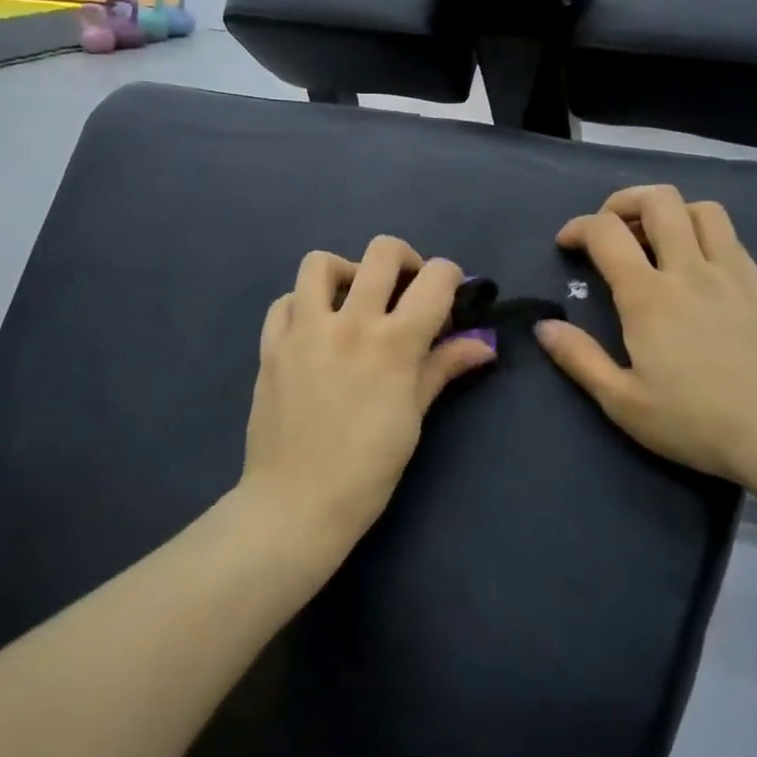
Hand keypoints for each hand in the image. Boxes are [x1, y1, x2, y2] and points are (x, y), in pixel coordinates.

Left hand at [239, 237, 495, 563]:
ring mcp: (305, 330)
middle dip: (404, 260)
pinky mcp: (271, 345)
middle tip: (403, 288)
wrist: (297, 504)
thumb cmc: (368, 469)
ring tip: (351, 300)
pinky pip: (284, 302)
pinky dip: (302, 305)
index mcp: (395, 342)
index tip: (449, 295)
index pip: (436, 278)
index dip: (450, 277)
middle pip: (382, 251)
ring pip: (320, 263)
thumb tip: (485, 344)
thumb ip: (443, 368)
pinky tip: (312, 329)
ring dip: (344, 272)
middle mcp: (351, 322)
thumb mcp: (414, 417)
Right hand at [534, 185, 756, 501]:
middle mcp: (690, 271)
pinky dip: (703, 232)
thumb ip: (579, 359)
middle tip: (610, 230)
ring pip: (700, 208)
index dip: (578, 227)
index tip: (567, 244)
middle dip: (624, 202)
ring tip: (654, 240)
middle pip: (658, 200)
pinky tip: (696, 264)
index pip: (606, 232)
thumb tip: (544, 326)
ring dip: (669, 212)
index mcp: (649, 297)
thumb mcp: (623, 403)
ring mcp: (730, 274)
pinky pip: (730, 235)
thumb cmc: (695, 423)